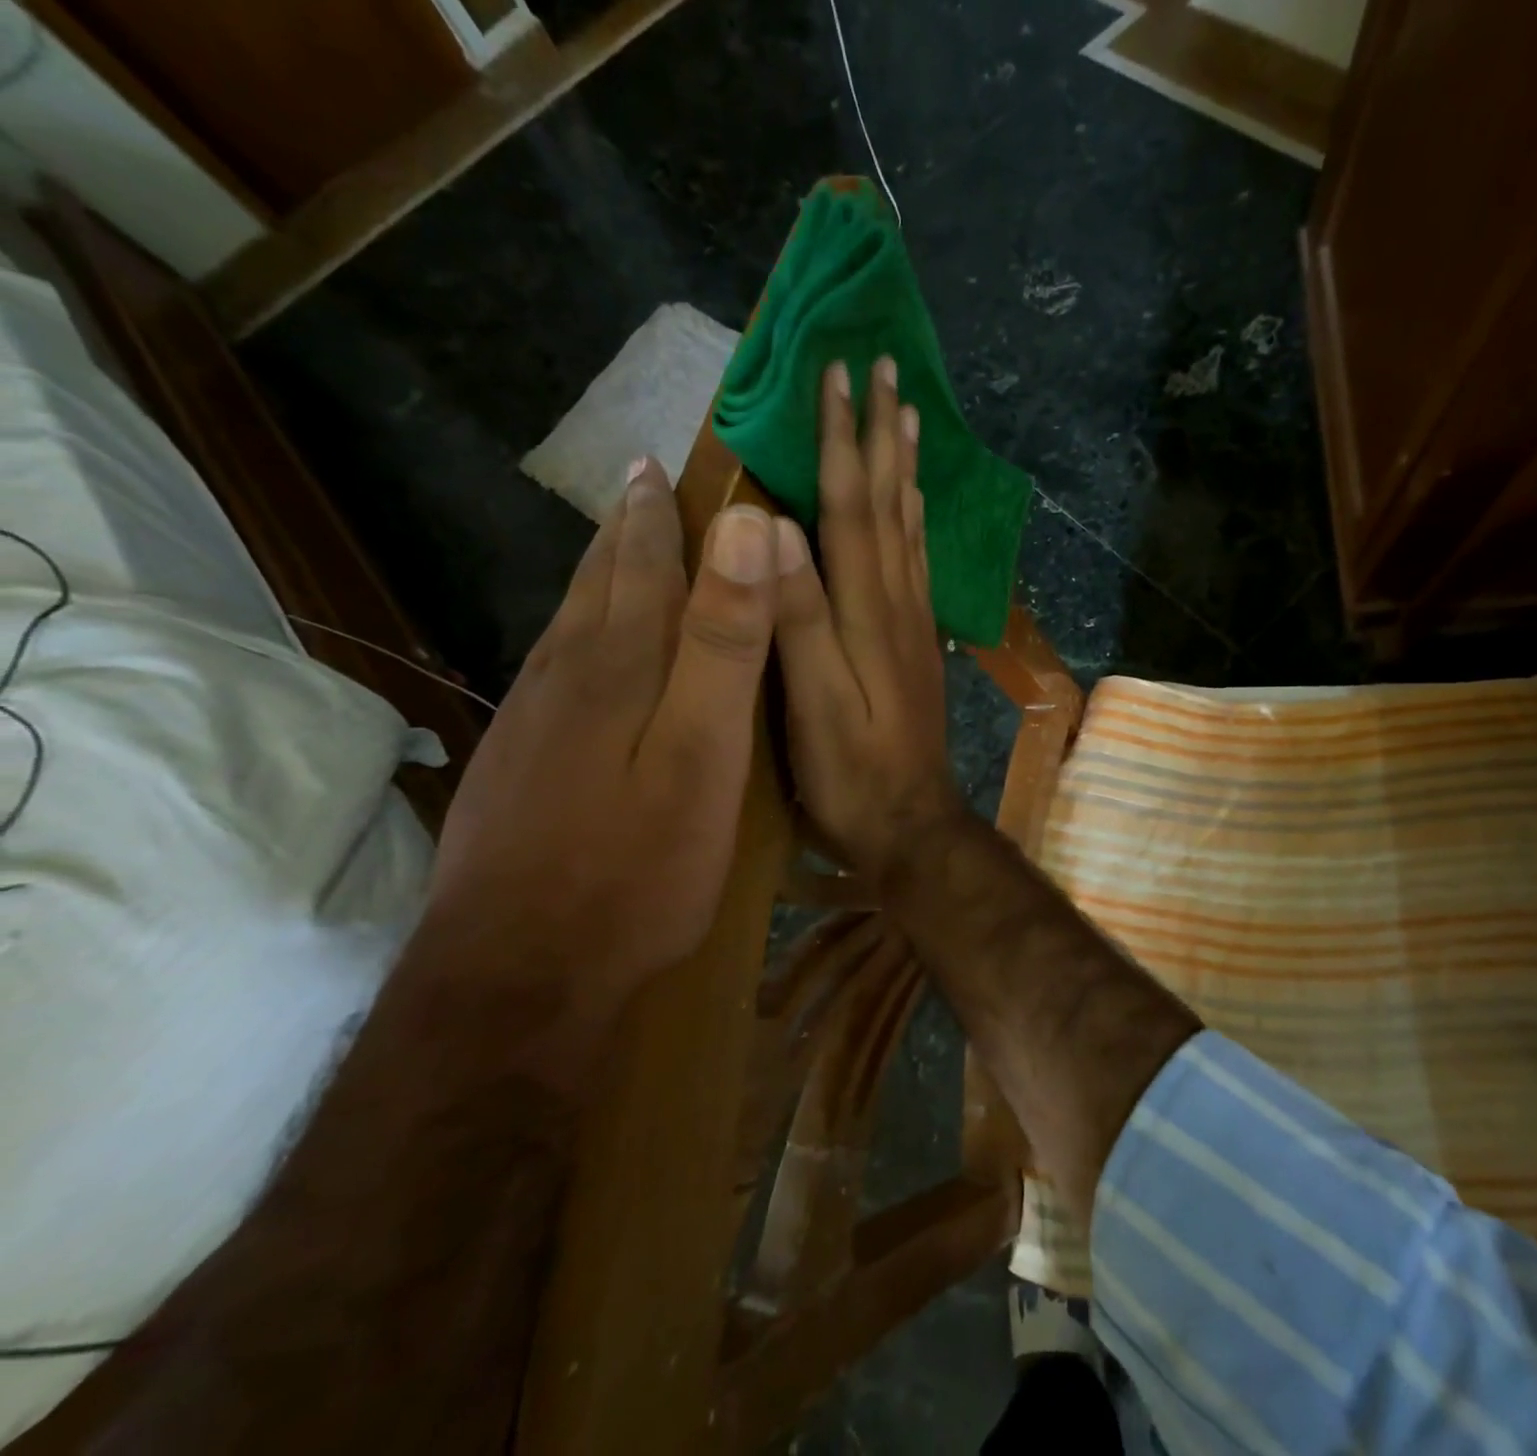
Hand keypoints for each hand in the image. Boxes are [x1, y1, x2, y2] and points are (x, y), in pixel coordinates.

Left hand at [422, 457, 778, 1021]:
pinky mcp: (517, 765)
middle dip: (625, 528)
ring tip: (618, 545)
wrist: (519, 974)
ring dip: (599, 575)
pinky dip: (580, 633)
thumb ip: (723, 642)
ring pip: (569, 623)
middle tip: (640, 482)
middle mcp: (565, 676)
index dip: (658, 511)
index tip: (662, 461)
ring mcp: (531, 722)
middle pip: (597, 583)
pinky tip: (583, 650)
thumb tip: (746, 529)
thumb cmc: (637, 866)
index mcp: (618, 665)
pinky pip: (555, 669)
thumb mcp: (704, 754)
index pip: (643, 564)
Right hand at [773, 358, 964, 880]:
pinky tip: (912, 508)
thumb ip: (799, 617)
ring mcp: (913, 624)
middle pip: (888, 504)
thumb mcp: (816, 702)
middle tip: (888, 369)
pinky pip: (916, 564)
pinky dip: (913, 521)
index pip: (851, 508)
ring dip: (905, 468)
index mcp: (867, 611)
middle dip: (881, 435)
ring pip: (908, 528)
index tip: (837, 374)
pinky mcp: (917, 645)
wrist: (912, 824)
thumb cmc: (853, 773)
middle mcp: (897, 604)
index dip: (840, 441)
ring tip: (908, 417)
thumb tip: (775, 527)